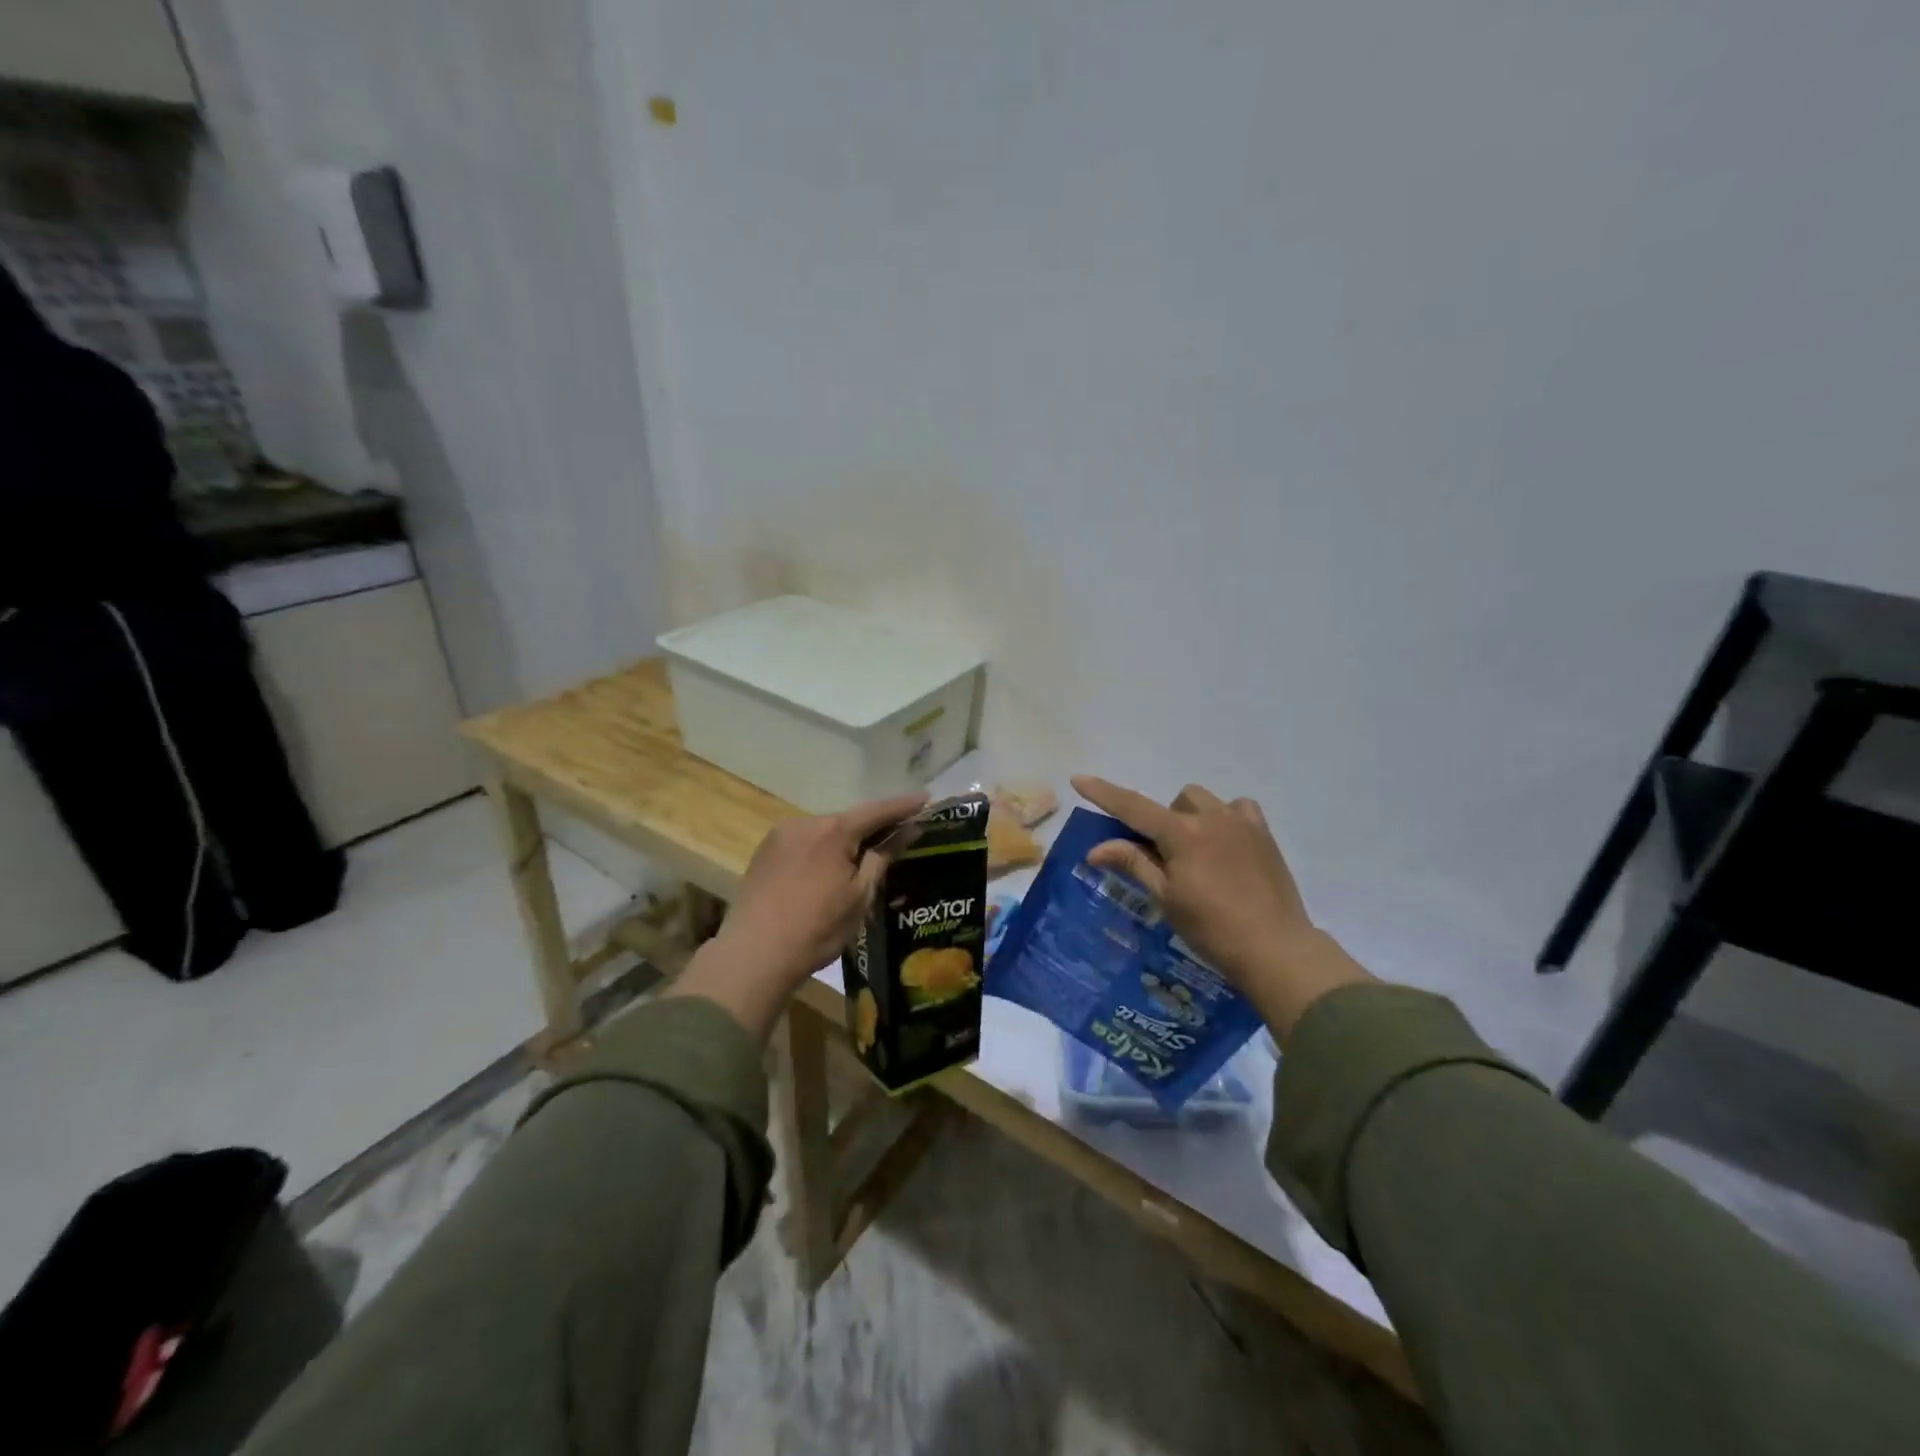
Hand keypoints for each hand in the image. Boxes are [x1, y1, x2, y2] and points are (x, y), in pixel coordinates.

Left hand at [666, 793, 926, 1039]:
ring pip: (824, 831)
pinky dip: (822, 849)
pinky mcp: (764, 852)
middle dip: (873, 826)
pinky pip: (803, 842)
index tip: (926, 798)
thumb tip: (909, 828)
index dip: (903, 805)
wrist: (754, 955)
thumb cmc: (817, 928)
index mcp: (832, 830)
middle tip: (899, 833)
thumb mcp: (860, 895)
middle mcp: (804, 823)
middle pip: (848, 819)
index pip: (877, 811)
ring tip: (863, 857)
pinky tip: (827, 869)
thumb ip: (883, 856)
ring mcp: (780, 836)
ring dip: (845, 839)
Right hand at [1071, 776, 1373, 1040]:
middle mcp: (1212, 818)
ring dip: (1192, 817)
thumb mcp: (1166, 897)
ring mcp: (1242, 823)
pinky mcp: (1265, 835)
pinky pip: (1239, 809)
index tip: (1079, 778)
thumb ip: (1133, 863)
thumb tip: (1095, 849)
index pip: (1133, 807)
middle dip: (1164, 821)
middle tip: (1164, 857)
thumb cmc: (1211, 928)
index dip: (1104, 793)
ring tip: (1196, 852)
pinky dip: (1226, 819)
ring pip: (1206, 801)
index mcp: (1182, 834)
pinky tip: (1227, 845)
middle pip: (1175, 800)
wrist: (1275, 948)